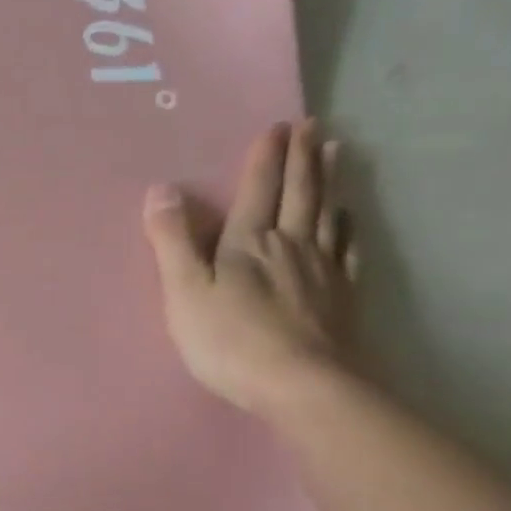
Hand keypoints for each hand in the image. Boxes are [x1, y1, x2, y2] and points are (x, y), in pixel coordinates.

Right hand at [142, 119, 359, 415]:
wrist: (300, 385)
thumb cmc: (229, 341)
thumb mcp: (184, 292)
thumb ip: (172, 241)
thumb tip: (161, 189)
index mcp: (247, 243)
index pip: (257, 190)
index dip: (264, 158)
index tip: (275, 126)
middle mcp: (289, 245)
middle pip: (299, 193)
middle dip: (301, 157)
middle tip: (310, 125)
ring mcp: (321, 270)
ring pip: (327, 213)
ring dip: (328, 180)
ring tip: (335, 151)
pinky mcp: (341, 296)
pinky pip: (347, 249)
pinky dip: (348, 226)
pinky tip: (348, 216)